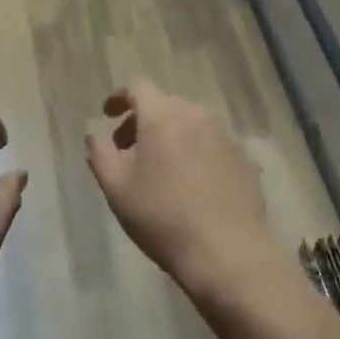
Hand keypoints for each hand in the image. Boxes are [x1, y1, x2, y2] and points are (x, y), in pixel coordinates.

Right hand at [88, 79, 282, 303]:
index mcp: (163, 116)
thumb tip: (96, 136)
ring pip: (189, 123)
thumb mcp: (117, 188)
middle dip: (142, 121)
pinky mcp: (243, 158)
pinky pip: (210, 143)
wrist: (228, 252)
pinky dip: (194, 152)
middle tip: (128, 151)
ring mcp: (224, 135)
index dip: (120, 97)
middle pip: (164, 104)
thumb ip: (100, 153)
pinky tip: (190, 184)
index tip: (108, 116)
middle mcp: (196, 115)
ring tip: (159, 169)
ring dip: (170, 136)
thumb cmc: (163, 217)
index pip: (139, 86)